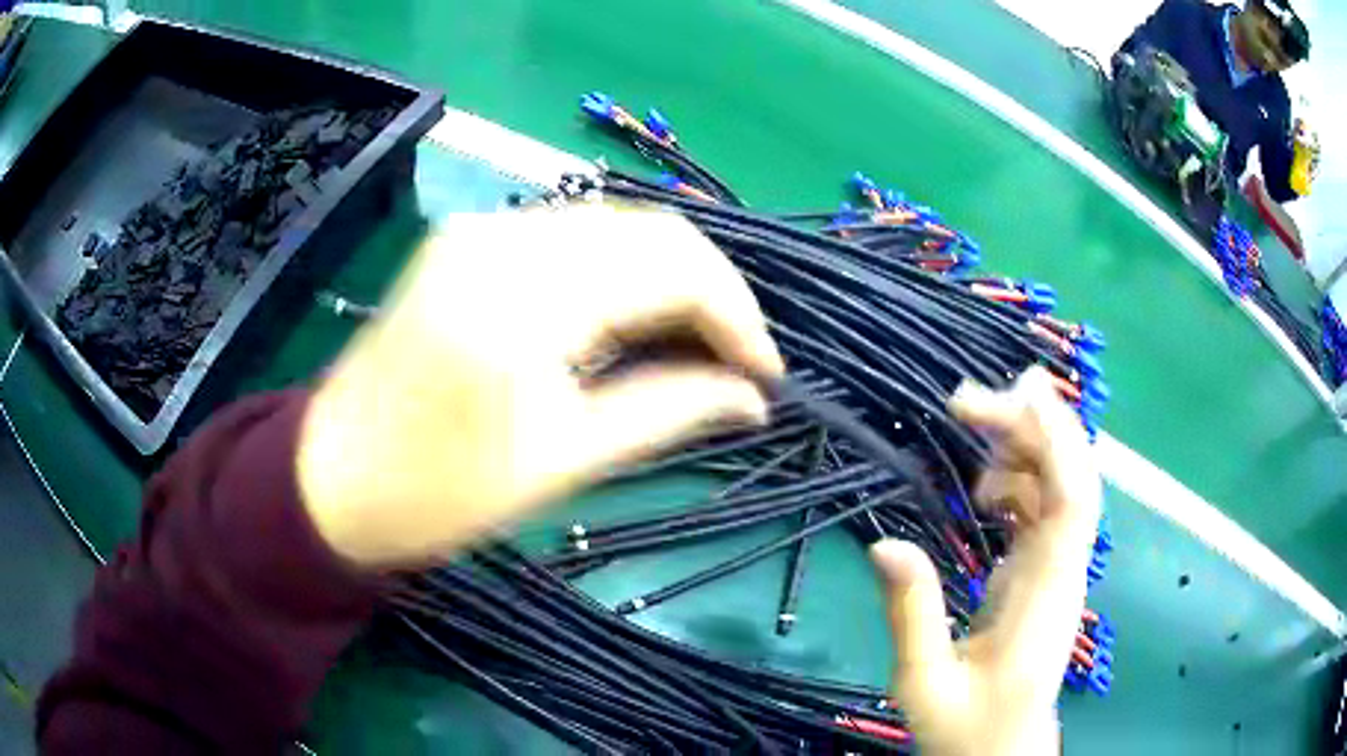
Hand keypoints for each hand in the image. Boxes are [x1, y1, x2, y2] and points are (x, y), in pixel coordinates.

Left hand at [297, 204, 782, 565]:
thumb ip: (669, 411)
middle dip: (712, 294)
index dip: (738, 316)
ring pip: (617, 228)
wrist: (332, 476)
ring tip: (696, 345)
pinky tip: (634, 320)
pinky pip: (574, 237)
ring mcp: (482, 228)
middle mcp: (505, 235)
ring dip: (670, 280)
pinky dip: (622, 273)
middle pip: (652, 231)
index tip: (767, 374)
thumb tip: (754, 399)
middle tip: (738, 362)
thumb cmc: (438, 492)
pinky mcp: (470, 238)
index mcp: (523, 297)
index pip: (673, 266)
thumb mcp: (562, 461)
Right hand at [870, 367, 1101, 755]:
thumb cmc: (967, 728)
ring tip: (970, 426)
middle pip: (1073, 475)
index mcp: (1047, 592)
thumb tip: (884, 543)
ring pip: (1060, 484)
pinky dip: (1018, 478)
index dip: (1050, 438)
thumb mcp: (923, 683)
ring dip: (1023, 445)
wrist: (1002, 751)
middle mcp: (1064, 568)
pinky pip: (1043, 507)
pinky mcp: (1044, 573)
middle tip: (968, 400)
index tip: (1004, 398)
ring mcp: (1058, 568)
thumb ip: (910, 615)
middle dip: (1035, 424)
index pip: (1071, 497)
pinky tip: (983, 485)